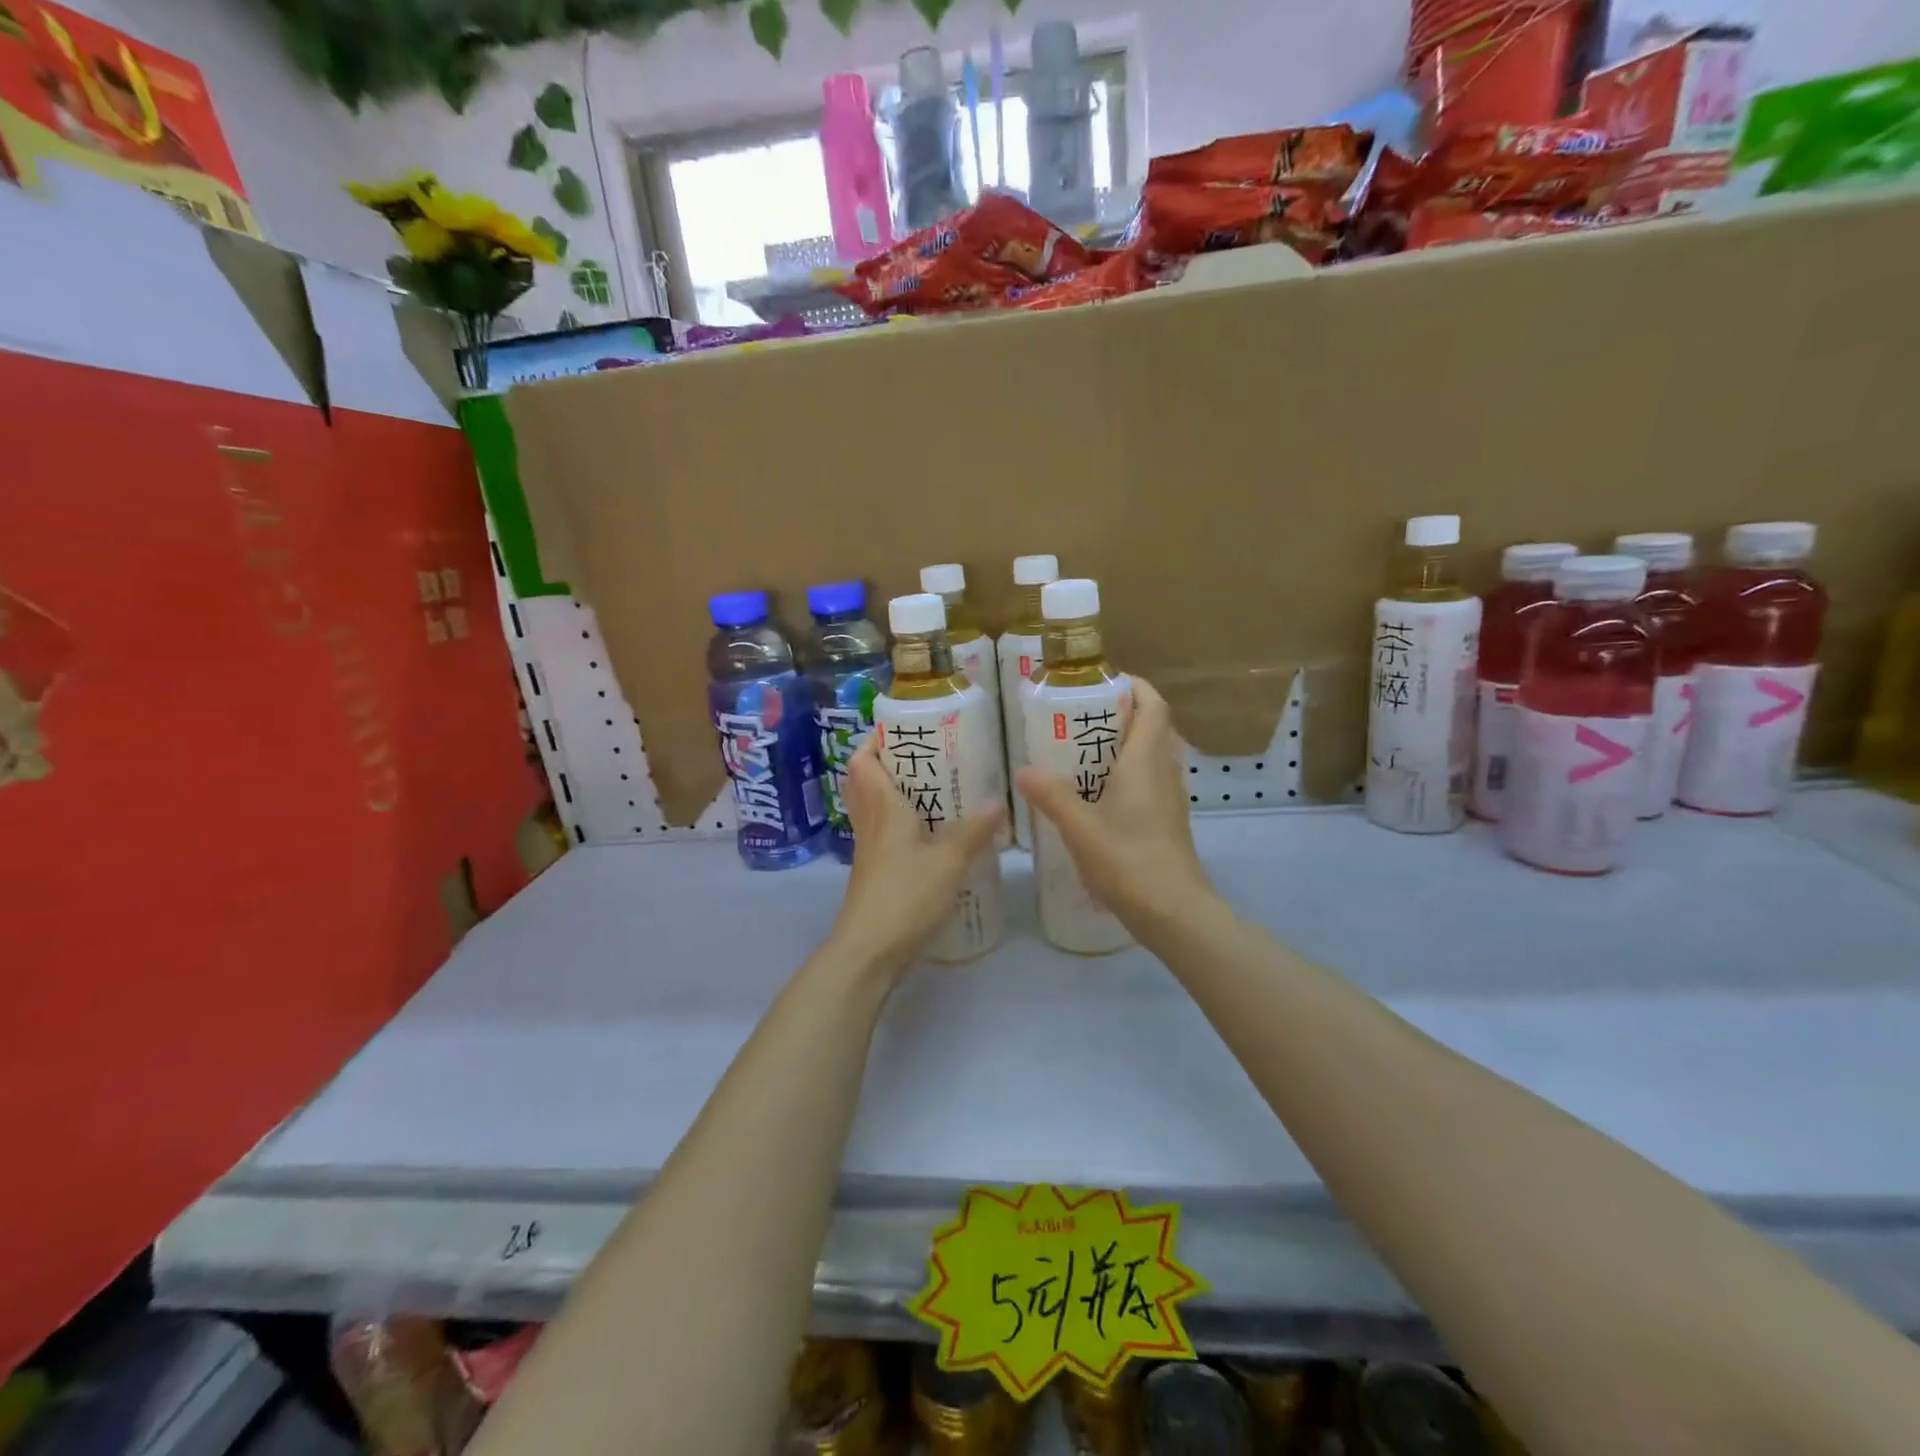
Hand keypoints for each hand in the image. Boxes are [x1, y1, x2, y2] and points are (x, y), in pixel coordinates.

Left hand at [829, 735, 1004, 976]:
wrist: (869, 950)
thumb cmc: (905, 896)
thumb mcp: (948, 861)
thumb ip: (973, 830)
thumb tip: (997, 800)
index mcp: (883, 808)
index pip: (863, 761)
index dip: (875, 741)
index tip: (902, 730)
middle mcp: (870, 822)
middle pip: (865, 781)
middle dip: (888, 763)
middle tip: (925, 756)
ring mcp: (869, 849)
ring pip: (873, 807)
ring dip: (894, 792)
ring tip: (933, 788)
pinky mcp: (874, 872)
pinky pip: (882, 833)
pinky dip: (900, 823)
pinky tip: (931, 833)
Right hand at [1015, 677, 1219, 939]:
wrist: (1175, 913)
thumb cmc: (1129, 863)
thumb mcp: (1080, 830)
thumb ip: (1052, 796)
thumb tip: (1023, 769)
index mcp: (1145, 763)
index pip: (1153, 706)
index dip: (1135, 685)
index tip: (1103, 680)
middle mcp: (1163, 772)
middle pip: (1152, 726)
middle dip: (1122, 712)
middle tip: (1080, 716)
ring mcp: (1169, 798)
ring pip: (1152, 754)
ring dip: (1125, 743)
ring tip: (1081, 751)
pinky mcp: (1168, 820)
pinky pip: (1149, 779)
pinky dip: (1126, 772)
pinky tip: (1096, 793)